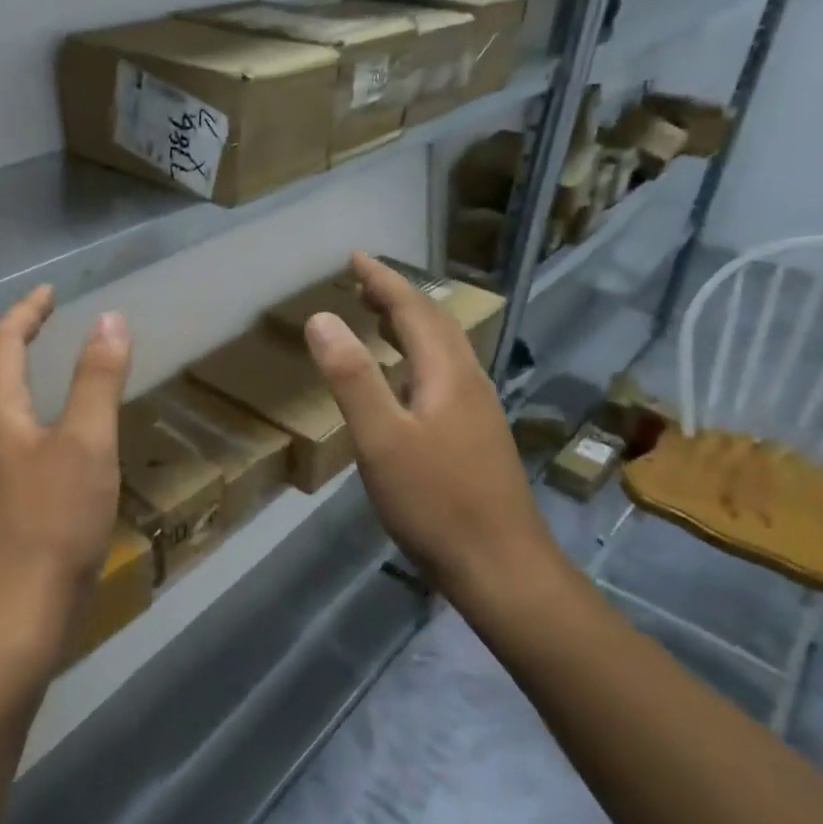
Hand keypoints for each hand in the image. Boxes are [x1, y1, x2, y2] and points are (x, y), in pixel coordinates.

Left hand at [0, 285, 131, 678]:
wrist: (12, 616)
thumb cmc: (54, 523)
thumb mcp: (88, 444)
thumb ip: (98, 379)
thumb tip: (109, 318)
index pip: (1, 341)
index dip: (26, 311)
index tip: (51, 292)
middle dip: (7, 335)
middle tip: (39, 319)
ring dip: (3, 370)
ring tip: (33, 361)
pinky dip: (9, 406)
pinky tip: (33, 429)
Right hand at [303, 253, 553, 598]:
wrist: (501, 566)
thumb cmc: (436, 502)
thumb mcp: (381, 439)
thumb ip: (351, 378)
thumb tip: (321, 318)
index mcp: (448, 374)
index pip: (414, 309)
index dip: (383, 280)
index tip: (355, 257)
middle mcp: (468, 382)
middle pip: (435, 324)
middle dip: (397, 297)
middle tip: (362, 283)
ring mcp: (477, 411)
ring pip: (442, 351)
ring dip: (409, 326)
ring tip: (377, 318)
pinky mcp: (476, 437)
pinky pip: (443, 376)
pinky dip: (416, 358)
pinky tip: (403, 382)